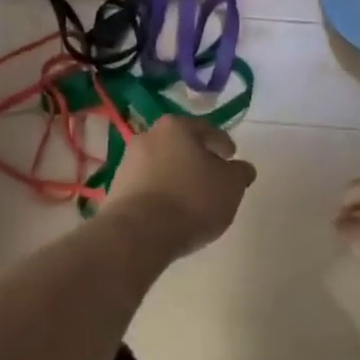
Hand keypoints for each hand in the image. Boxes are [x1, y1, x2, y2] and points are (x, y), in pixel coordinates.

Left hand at [104, 116, 255, 260]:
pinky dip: (160, 193)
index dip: (223, 144)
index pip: (207, 130)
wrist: (137, 233)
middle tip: (212, 177)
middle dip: (197, 159)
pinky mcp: (117, 188)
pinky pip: (147, 186)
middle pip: (181, 145)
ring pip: (162, 164)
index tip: (232, 156)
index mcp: (176, 127)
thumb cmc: (190, 200)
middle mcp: (149, 136)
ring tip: (191, 199)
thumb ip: (240, 174)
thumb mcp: (230, 187)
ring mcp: (128, 162)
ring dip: (176, 176)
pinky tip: (170, 212)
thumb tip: (242, 168)